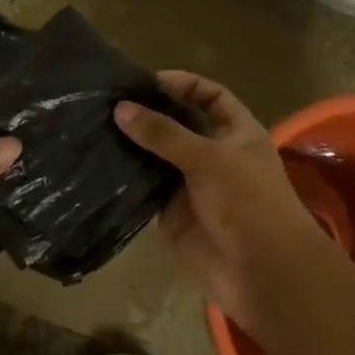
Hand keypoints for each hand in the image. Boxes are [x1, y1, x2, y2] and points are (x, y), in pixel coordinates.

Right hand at [115, 71, 326, 337]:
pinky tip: (97, 163)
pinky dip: (126, 177)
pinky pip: (145, 189)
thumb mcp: (209, 158)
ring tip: (93, 126)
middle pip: (178, 125)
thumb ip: (165, 133)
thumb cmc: (248, 203)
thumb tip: (121, 108)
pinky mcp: (171, 213)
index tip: (147, 81)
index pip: (211, 96)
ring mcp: (190, 185)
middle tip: (107, 101)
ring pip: (156, 157)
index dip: (184, 84)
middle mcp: (213, 154)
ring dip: (132, 145)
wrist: (261, 273)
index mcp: (237, 133)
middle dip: (149, 114)